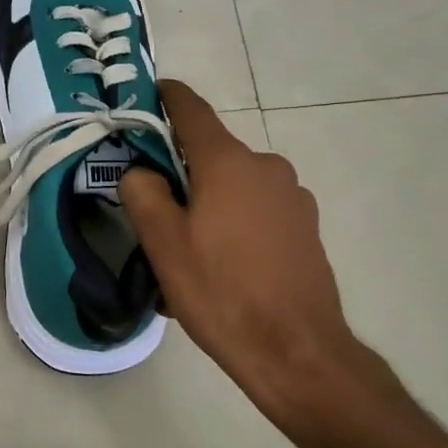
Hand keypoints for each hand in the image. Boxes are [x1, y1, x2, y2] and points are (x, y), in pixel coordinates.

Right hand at [121, 81, 398, 441]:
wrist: (298, 353)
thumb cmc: (222, 291)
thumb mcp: (163, 243)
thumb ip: (143, 192)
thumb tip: (141, 171)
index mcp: (229, 162)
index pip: (191, 109)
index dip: (164, 97)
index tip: (144, 95)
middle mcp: (266, 167)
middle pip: (210, 152)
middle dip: (178, 168)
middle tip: (149, 206)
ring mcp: (293, 197)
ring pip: (232, 184)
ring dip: (206, 201)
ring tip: (184, 249)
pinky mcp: (305, 228)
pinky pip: (255, 210)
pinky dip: (231, 222)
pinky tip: (219, 266)